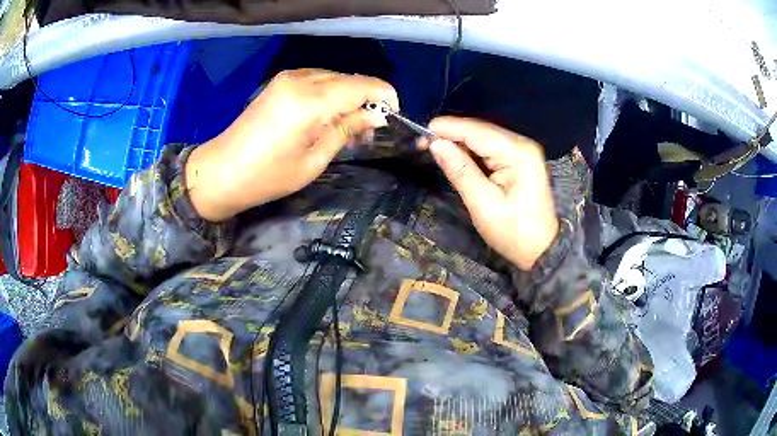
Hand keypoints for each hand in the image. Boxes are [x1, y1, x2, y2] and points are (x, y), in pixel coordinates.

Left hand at [185, 69, 398, 221]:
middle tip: (367, 133)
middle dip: (367, 101)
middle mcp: (301, 79)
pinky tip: (327, 117)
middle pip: (350, 79)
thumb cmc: (267, 177)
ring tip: (347, 129)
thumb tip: (377, 115)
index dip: (385, 97)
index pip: (363, 85)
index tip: (392, 118)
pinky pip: (318, 80)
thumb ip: (347, 130)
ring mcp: (288, 78)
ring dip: (349, 98)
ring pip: (335, 78)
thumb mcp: (314, 160)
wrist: (221, 171)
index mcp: (311, 101)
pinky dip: (330, 95)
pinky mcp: (281, 82)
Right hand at [426, 117, 558, 269]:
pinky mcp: (520, 158)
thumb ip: (460, 171)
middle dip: (452, 134)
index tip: (421, 130)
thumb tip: (436, 144)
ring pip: (484, 137)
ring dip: (460, 141)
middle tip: (424, 142)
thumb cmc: (513, 232)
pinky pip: (491, 147)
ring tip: (435, 147)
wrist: (541, 248)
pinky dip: (472, 150)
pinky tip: (457, 155)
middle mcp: (522, 144)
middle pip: (481, 130)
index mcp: (518, 154)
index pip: (477, 132)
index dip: (448, 128)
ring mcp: (523, 150)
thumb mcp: (483, 205)